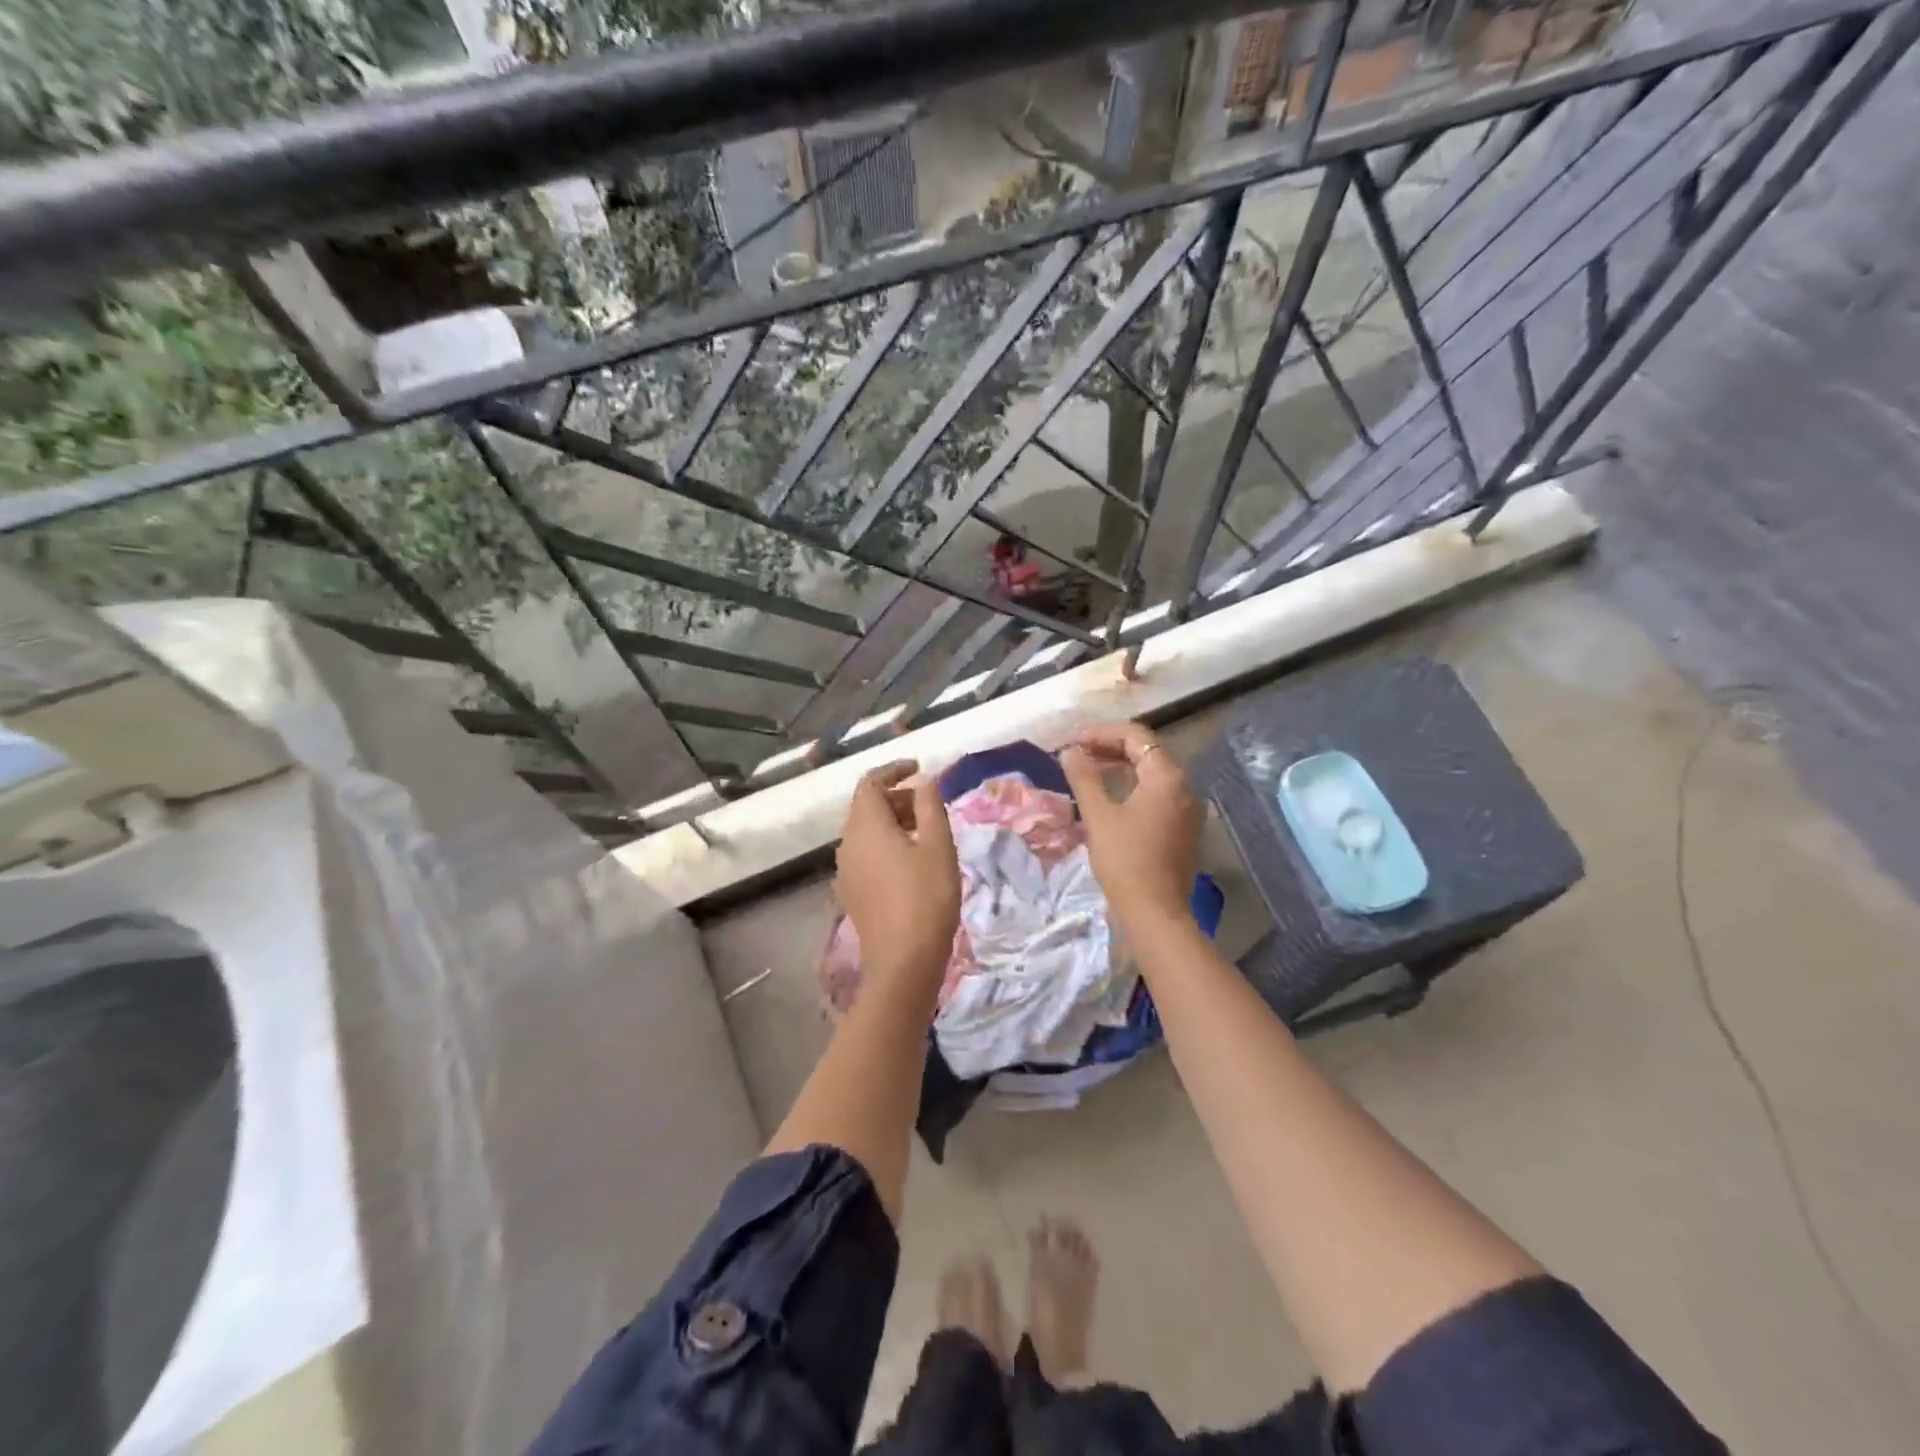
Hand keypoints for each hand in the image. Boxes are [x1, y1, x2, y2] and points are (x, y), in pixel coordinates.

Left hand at [835, 761, 960, 979]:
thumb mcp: (938, 846)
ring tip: (926, 833)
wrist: (902, 964)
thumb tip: (924, 781)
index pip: (870, 783)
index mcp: (866, 826)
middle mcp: (847, 844)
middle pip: (866, 807)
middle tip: (929, 806)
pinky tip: (910, 863)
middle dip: (897, 798)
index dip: (894, 771)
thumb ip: (930, 806)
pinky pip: (865, 855)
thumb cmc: (926, 898)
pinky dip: (885, 845)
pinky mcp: (851, 893)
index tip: (920, 770)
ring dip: (892, 822)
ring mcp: (845, 871)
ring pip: (865, 832)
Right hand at [1059, 723, 1203, 936]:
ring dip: (1119, 766)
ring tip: (1086, 770)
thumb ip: (1084, 777)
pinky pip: (1156, 793)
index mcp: (1167, 777)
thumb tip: (1070, 751)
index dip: (1101, 733)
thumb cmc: (1125, 859)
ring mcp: (1186, 808)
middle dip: (1109, 747)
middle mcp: (1184, 786)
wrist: (1155, 912)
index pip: (1135, 736)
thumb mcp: (1098, 815)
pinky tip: (1108, 796)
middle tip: (1075, 754)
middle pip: (1146, 751)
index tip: (1071, 742)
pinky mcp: (1182, 827)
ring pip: (1151, 773)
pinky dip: (1131, 786)